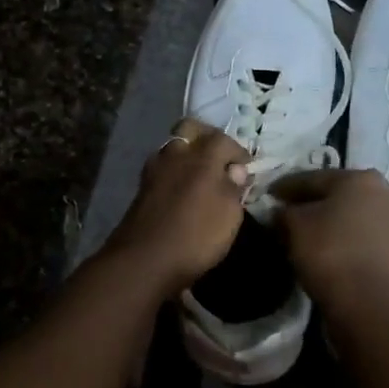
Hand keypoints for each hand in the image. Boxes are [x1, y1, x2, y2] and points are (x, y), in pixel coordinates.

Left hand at [102, 118, 250, 290]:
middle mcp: (176, 154)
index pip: (223, 139)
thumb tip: (236, 170)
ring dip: (188, 152)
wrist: (144, 259)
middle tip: (219, 156)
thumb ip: (234, 188)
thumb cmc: (196, 237)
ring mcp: (155, 168)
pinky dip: (174, 170)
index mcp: (203, 157)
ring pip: (173, 145)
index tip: (246, 168)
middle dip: (207, 136)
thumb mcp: (229, 216)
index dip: (238, 151)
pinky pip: (162, 166)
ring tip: (200, 174)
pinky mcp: (142, 186)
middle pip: (190, 128)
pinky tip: (181, 188)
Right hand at [271, 168, 388, 326]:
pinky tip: (326, 249)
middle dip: (311, 203)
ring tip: (304, 233)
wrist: (369, 305)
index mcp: (360, 178)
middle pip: (336, 194)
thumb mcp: (293, 224)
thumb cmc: (329, 252)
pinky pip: (363, 235)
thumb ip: (284, 211)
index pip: (312, 178)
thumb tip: (283, 212)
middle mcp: (385, 192)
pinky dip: (344, 238)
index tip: (269, 195)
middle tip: (286, 213)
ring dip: (329, 221)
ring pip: (352, 215)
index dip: (286, 187)